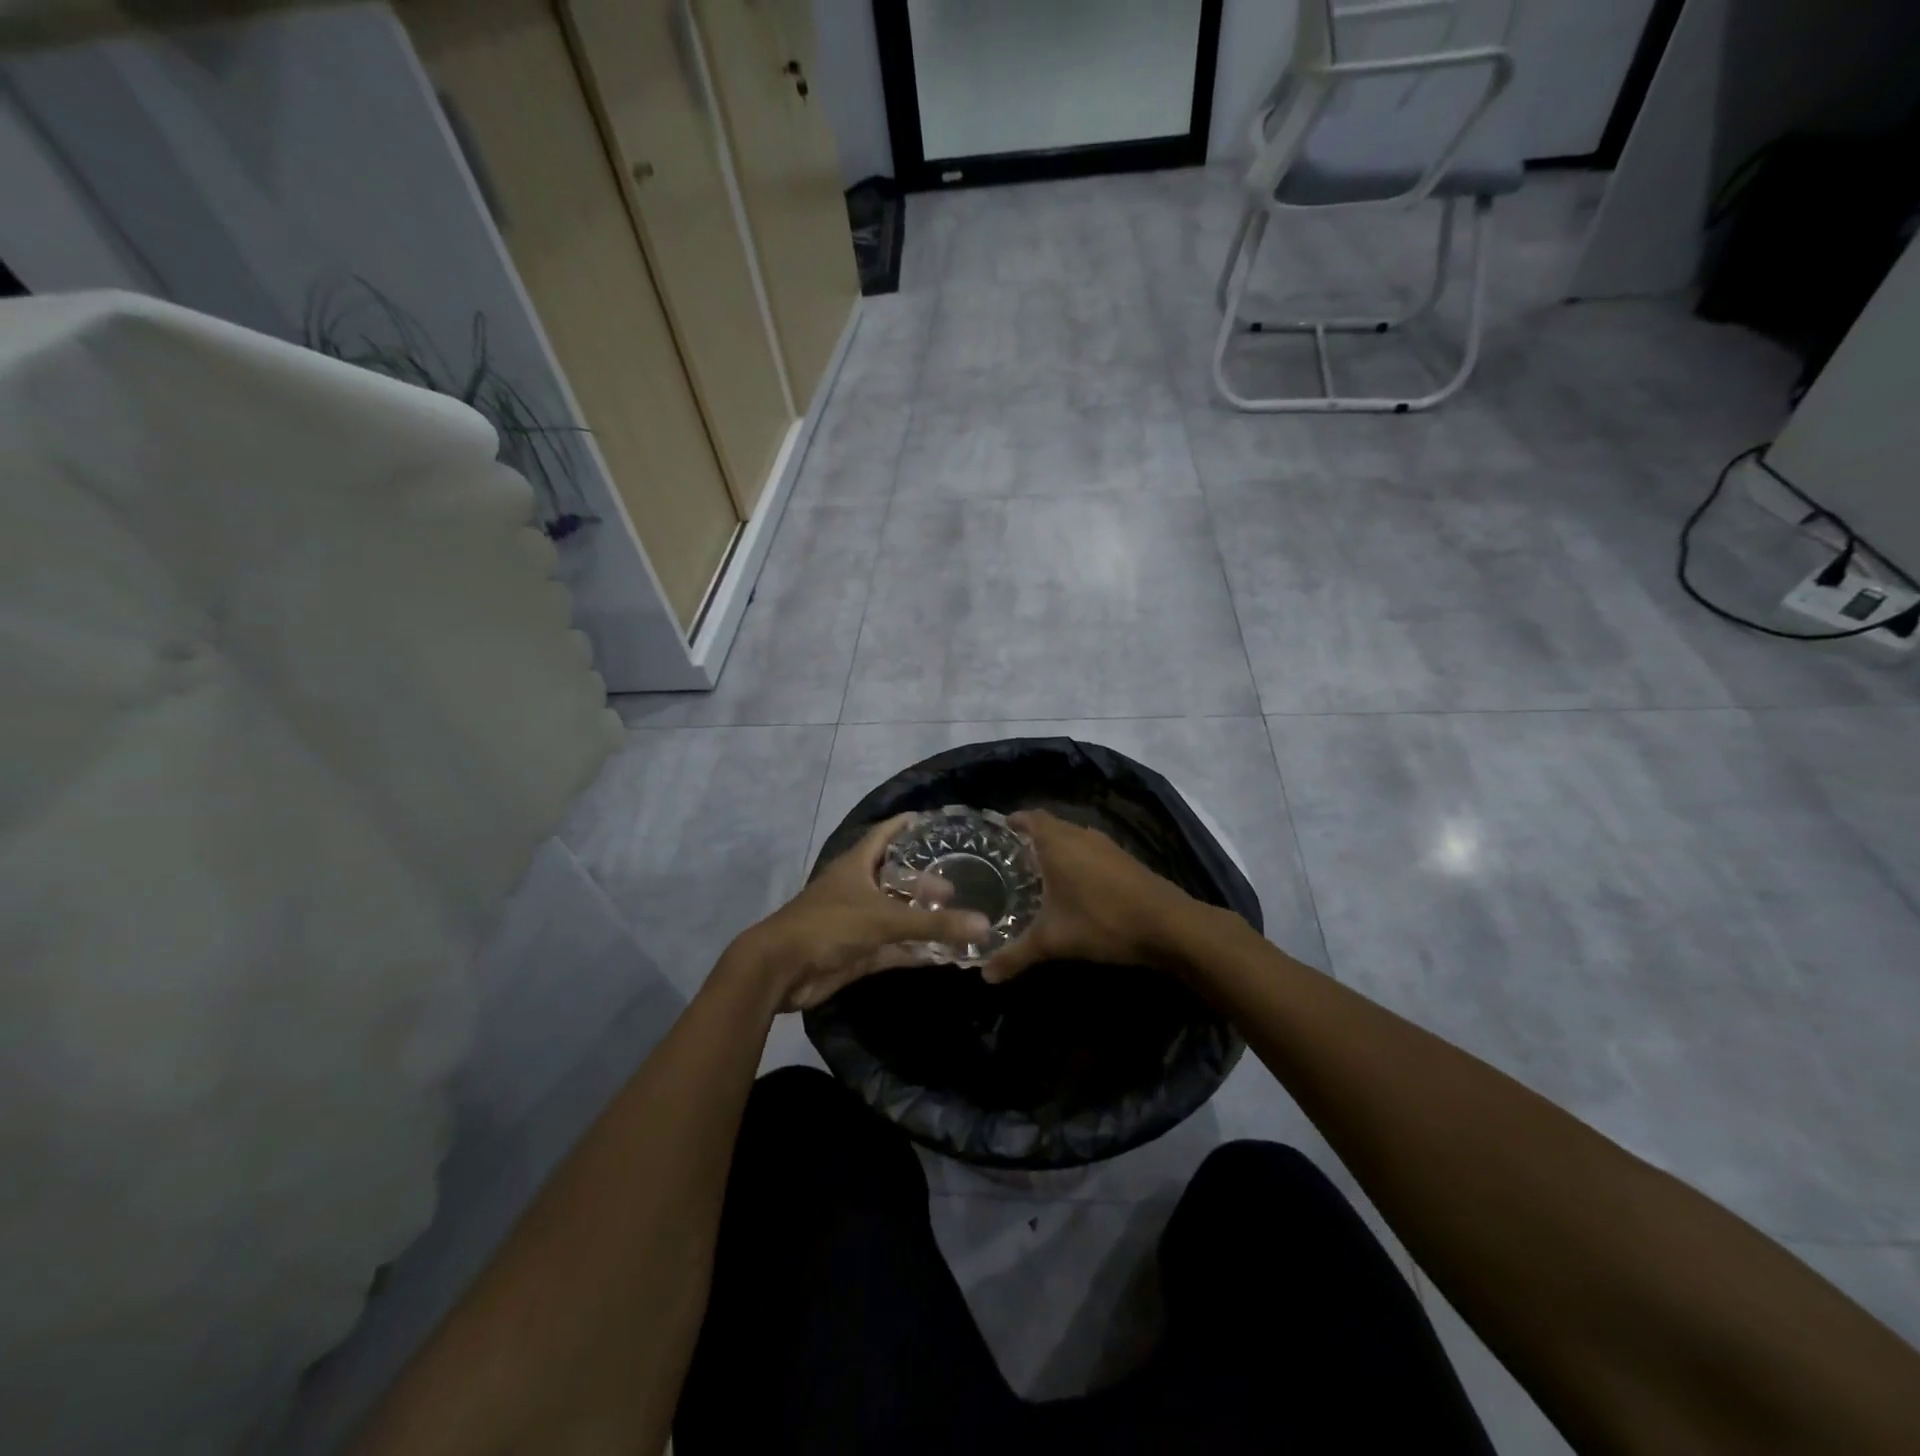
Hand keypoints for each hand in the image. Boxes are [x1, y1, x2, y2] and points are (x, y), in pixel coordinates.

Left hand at [734, 815, 992, 1012]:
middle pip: (896, 878)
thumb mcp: (883, 919)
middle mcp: (858, 888)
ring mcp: (857, 921)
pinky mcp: (858, 952)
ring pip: (897, 915)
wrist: (780, 970)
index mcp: (857, 865)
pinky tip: (944, 955)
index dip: (907, 825)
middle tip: (957, 886)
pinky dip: (916, 950)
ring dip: (922, 918)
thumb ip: (933, 924)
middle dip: (925, 881)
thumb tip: (984, 925)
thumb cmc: (829, 926)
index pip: (886, 834)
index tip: (935, 821)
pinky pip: (894, 947)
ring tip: (959, 917)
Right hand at [981, 810, 1195, 983]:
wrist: (1169, 925)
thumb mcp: (1053, 941)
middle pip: (1051, 826)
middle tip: (1010, 859)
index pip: (1031, 817)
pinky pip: (1090, 851)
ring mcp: (1106, 846)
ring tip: (1037, 872)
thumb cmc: (1102, 921)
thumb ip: (1016, 955)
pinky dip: (1077, 860)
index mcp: (1058, 842)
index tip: (998, 830)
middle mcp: (1081, 835)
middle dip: (1031, 838)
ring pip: (1073, 839)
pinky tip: (1074, 886)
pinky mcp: (1124, 860)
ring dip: (1056, 849)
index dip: (1014, 821)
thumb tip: (985, 975)